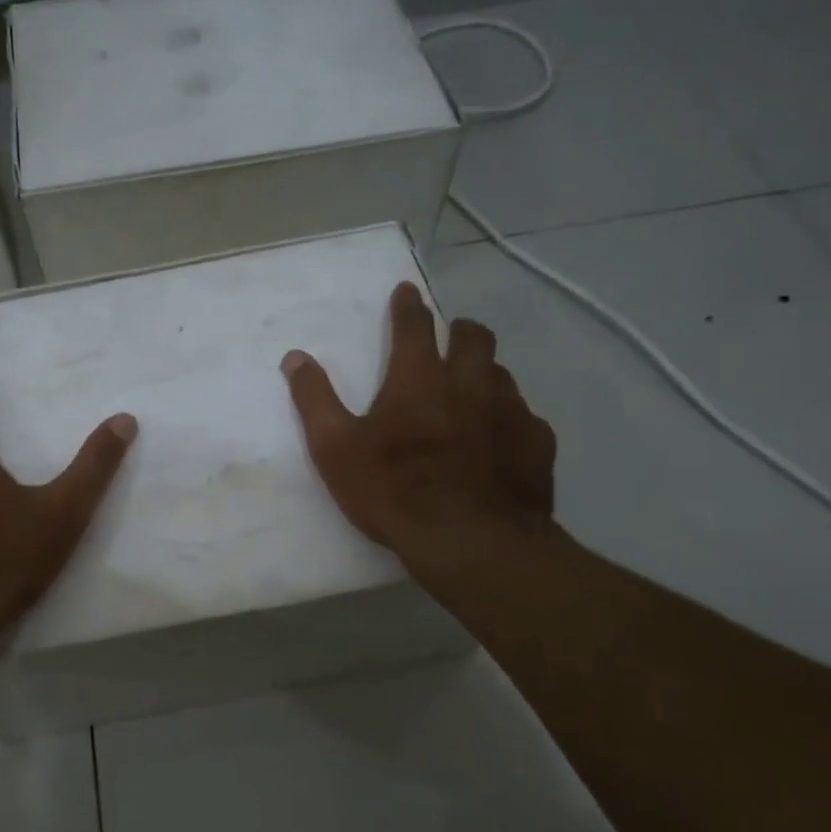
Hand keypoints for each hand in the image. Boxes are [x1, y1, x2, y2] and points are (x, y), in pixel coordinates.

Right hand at [281, 281, 558, 581]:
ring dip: (486, 372)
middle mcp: (470, 384)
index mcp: (419, 379)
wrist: (468, 541)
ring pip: (502, 375)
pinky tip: (503, 438)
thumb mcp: (335, 448)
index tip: (407, 291)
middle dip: (460, 329)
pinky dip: (510, 418)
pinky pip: (526, 418)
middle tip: (452, 334)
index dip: (408, 306)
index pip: (414, 326)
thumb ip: (314, 399)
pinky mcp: (536, 445)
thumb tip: (295, 357)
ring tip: (475, 388)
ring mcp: (510, 412)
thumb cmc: (392, 490)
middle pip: (474, 339)